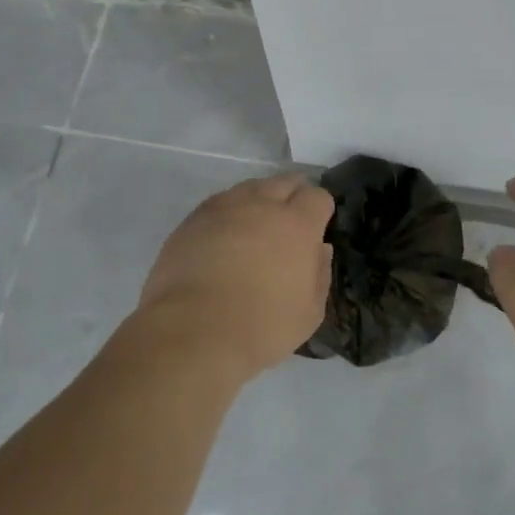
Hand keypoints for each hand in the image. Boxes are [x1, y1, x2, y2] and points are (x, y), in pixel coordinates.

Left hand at [129, 174, 335, 380]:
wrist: (193, 332)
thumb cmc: (262, 327)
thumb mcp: (309, 313)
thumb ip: (320, 274)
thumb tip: (320, 248)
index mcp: (297, 225)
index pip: (317, 196)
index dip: (321, 209)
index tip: (317, 227)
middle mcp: (262, 205)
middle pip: (285, 182)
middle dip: (293, 195)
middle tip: (290, 221)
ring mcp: (224, 208)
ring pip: (250, 187)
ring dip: (260, 200)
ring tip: (256, 225)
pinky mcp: (193, 219)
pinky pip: (220, 202)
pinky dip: (229, 212)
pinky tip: (225, 235)